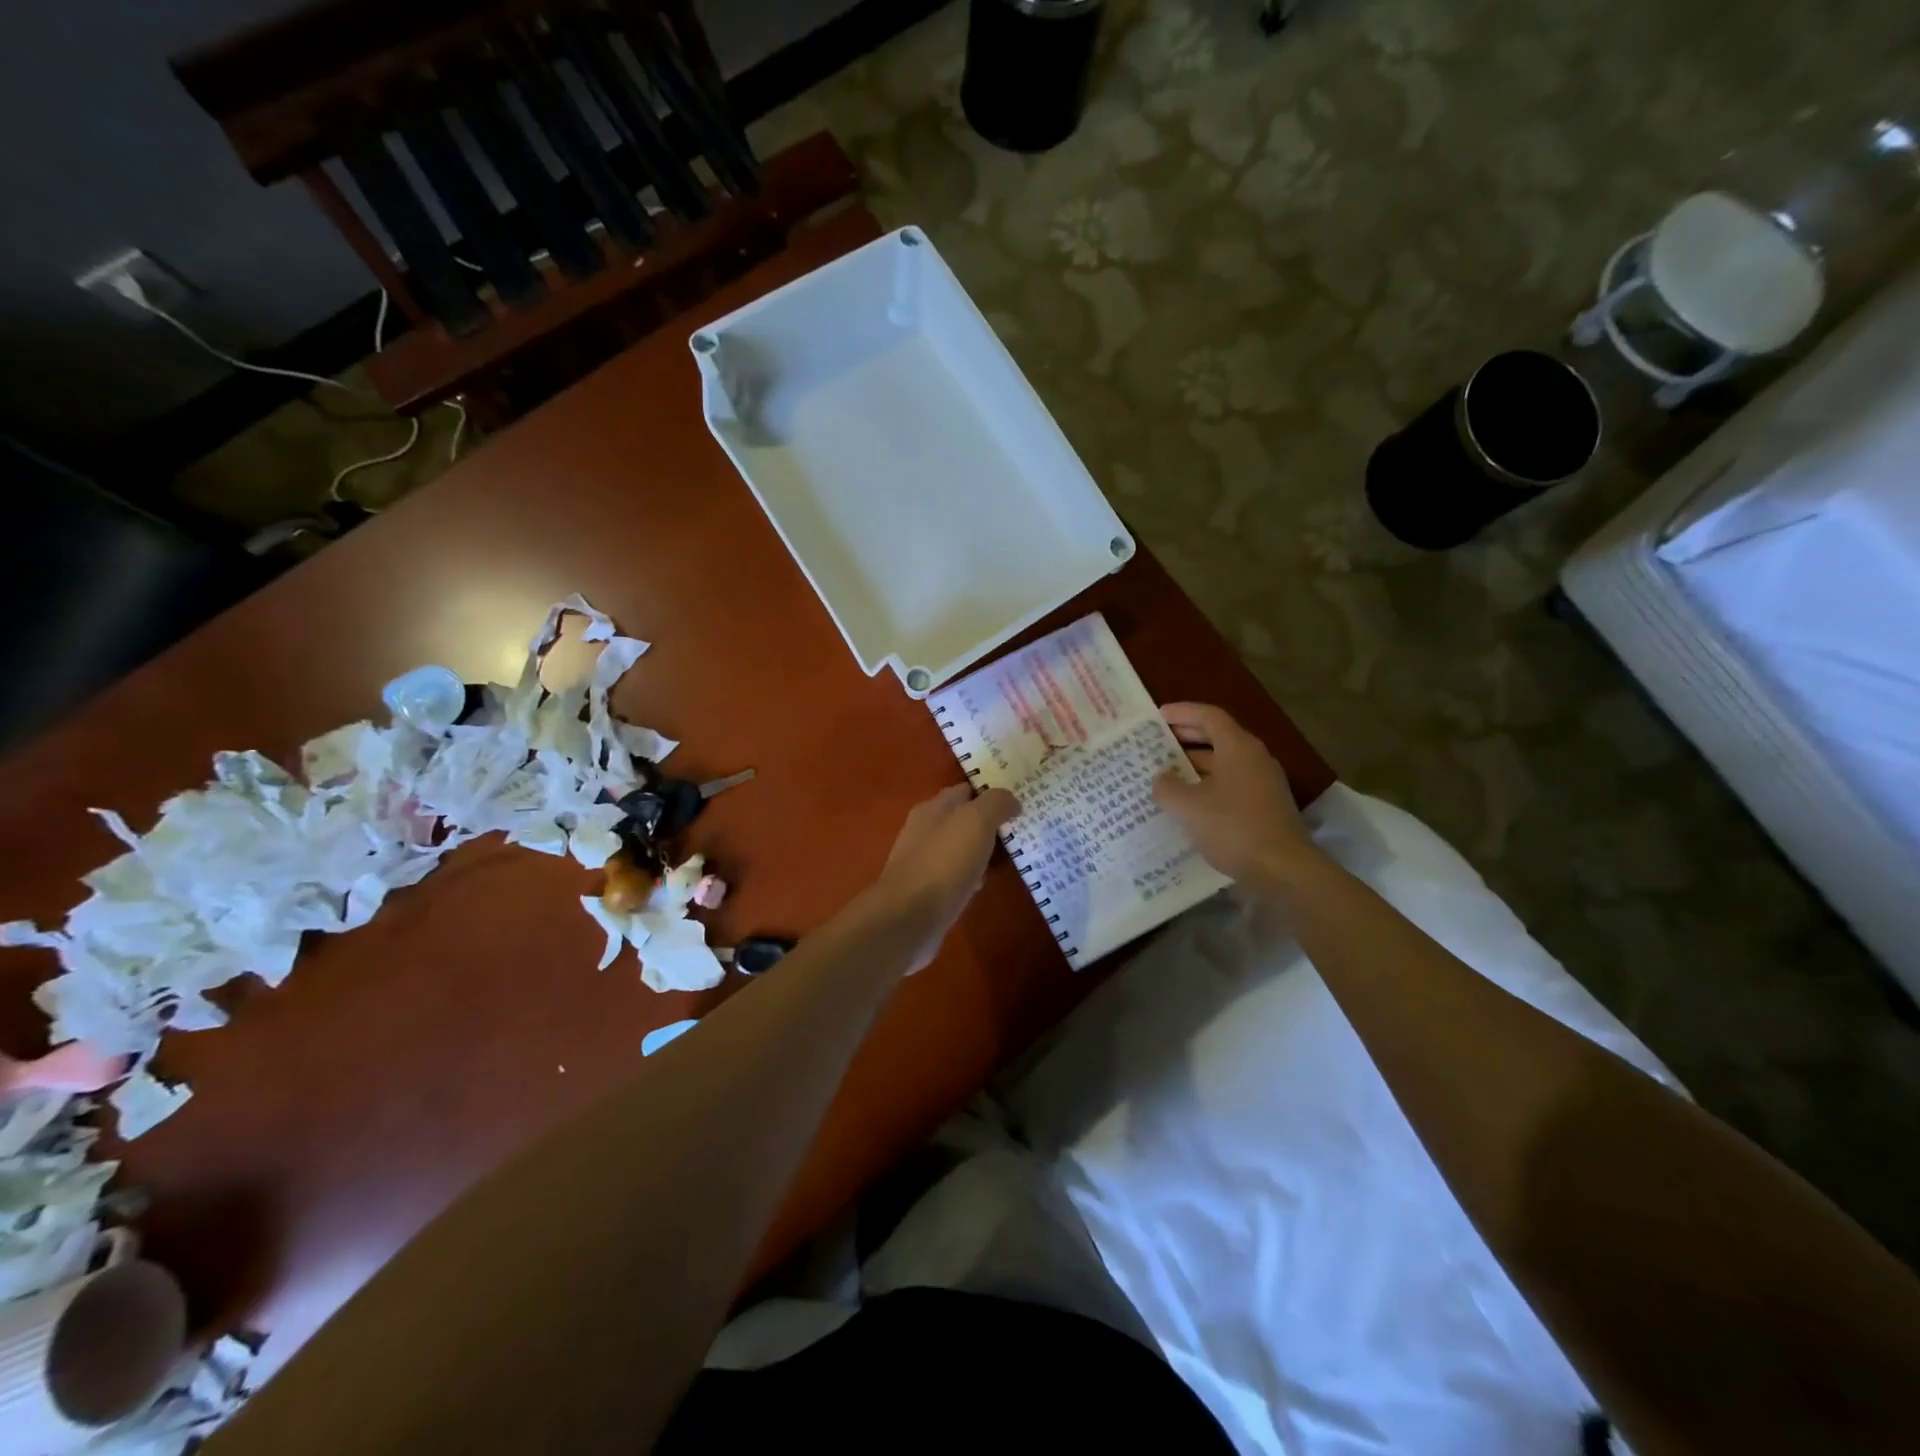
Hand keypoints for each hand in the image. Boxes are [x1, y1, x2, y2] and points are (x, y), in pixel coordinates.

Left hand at [872, 784, 1020, 969]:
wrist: (909, 916)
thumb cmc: (944, 861)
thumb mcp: (976, 821)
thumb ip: (996, 803)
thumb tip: (1011, 800)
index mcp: (933, 807)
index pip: (965, 790)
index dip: (990, 792)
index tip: (1019, 799)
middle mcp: (924, 830)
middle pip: (961, 819)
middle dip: (987, 823)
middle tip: (1020, 828)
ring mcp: (922, 861)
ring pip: (958, 847)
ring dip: (980, 850)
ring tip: (1010, 856)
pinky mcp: (925, 890)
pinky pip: (954, 875)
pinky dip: (970, 876)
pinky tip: (983, 885)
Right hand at [1152, 702, 1318, 888]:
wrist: (1282, 870)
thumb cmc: (1233, 827)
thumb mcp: (1188, 806)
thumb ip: (1168, 787)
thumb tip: (1162, 778)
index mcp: (1238, 747)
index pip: (1209, 716)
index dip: (1183, 712)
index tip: (1158, 716)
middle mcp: (1254, 758)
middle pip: (1218, 737)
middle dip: (1187, 738)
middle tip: (1157, 742)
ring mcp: (1263, 784)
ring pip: (1224, 764)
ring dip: (1195, 765)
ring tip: (1166, 775)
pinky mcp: (1265, 807)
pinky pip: (1230, 786)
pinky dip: (1207, 787)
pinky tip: (1188, 803)